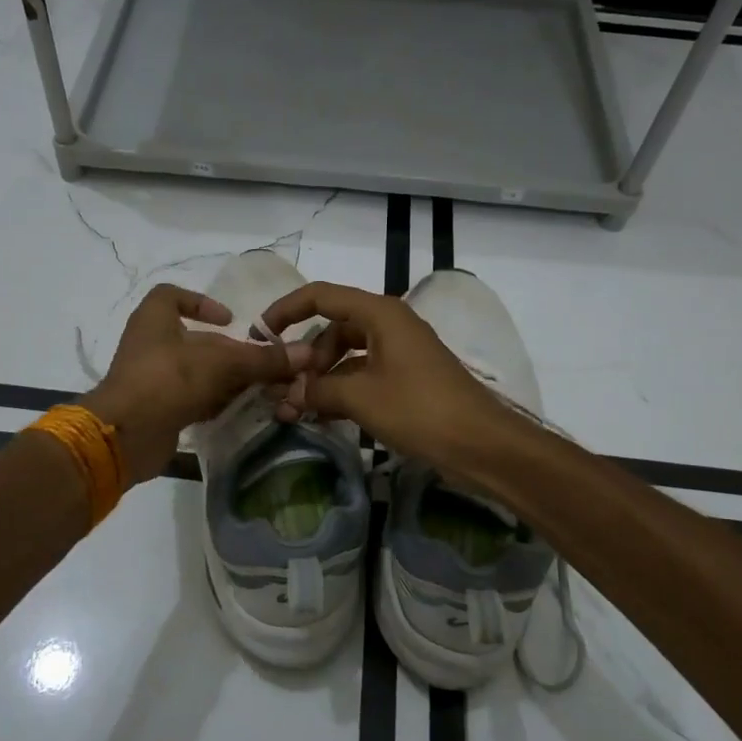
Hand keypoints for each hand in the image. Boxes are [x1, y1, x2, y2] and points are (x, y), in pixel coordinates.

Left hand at [81, 284, 308, 485]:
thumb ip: (262, 359)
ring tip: (260, 389)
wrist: (125, 435)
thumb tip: (306, 353)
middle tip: (261, 364)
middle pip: (195, 340)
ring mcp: (152, 379)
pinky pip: (191, 399)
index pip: (171, 296)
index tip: (230, 319)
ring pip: (196, 373)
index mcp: (154, 319)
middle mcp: (150, 345)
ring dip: (226, 380)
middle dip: (229, 352)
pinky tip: (240, 410)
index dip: (201, 302)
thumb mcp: (221, 364)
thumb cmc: (168, 380)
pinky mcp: (157, 409)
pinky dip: (214, 402)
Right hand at [258, 281, 514, 473]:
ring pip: (347, 355)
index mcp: (380, 314)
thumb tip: (289, 394)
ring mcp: (400, 352)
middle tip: (285, 390)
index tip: (261, 334)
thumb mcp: (360, 398)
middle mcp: (389, 325)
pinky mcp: (407, 378)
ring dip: (322, 379)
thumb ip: (318, 390)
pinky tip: (323, 416)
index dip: (287, 310)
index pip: (321, 296)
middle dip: (306, 357)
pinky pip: (364, 374)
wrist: (481, 444)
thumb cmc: (420, 410)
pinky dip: (342, 390)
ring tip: (298, 410)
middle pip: (333, 328)